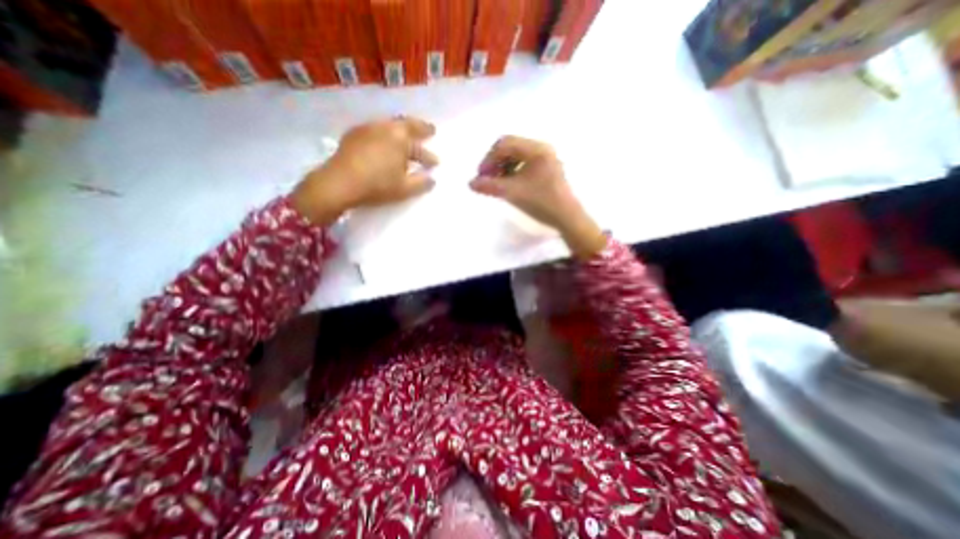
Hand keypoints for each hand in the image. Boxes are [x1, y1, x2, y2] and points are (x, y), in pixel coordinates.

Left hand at [291, 116, 439, 225]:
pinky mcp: (353, 134)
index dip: (429, 156)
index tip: (436, 163)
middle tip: (429, 130)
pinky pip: (376, 129)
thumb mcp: (405, 188)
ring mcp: (367, 128)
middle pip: (406, 124)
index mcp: (400, 138)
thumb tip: (432, 179)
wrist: (339, 183)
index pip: (419, 147)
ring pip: (390, 125)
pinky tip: (384, 143)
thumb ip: (422, 183)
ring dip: (401, 131)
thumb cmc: (377, 185)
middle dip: (419, 128)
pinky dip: (385, 134)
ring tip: (406, 137)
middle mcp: (385, 127)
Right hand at [469, 137, 601, 258]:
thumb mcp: (513, 193)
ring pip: (516, 155)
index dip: (488, 159)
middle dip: (495, 162)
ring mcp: (545, 158)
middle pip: (510, 147)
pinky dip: (512, 171)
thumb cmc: (542, 203)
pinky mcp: (546, 168)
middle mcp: (541, 148)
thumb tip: (471, 183)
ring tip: (496, 184)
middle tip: (487, 180)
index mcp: (536, 149)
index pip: (504, 144)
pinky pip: (524, 163)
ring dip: (502, 167)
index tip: (481, 177)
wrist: (566, 218)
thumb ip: (490, 186)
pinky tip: (508, 184)